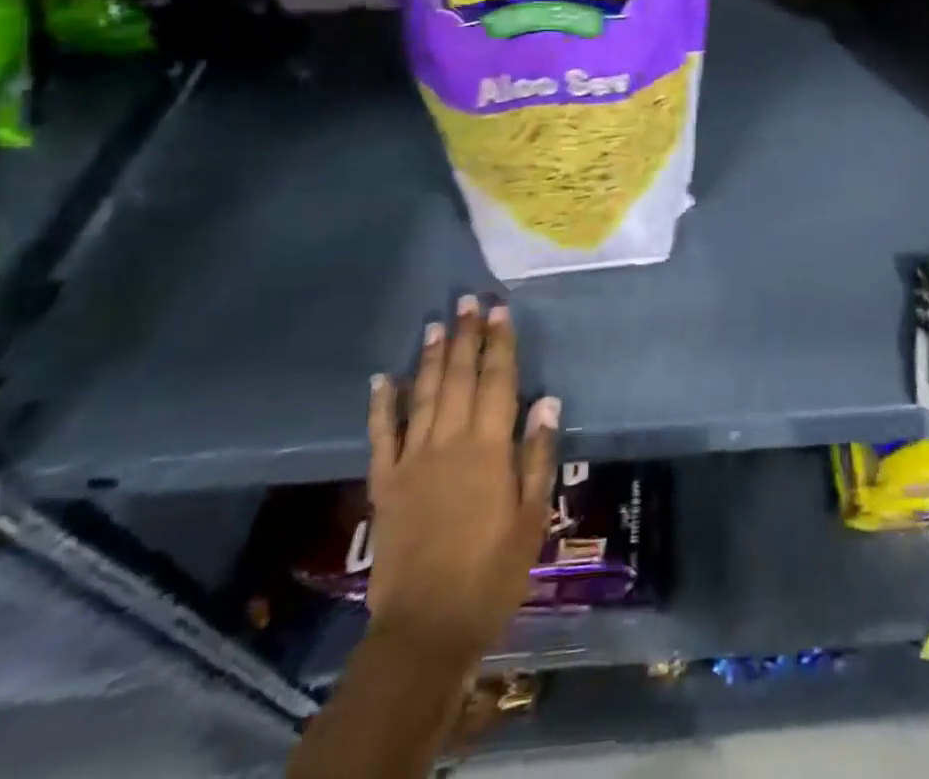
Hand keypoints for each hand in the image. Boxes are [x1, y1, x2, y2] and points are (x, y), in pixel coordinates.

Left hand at [365, 295, 559, 663]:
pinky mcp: (385, 482)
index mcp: (488, 448)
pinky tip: (382, 378)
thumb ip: (537, 457)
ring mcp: (412, 459)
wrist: (425, 627)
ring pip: (422, 395)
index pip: (497, 382)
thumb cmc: (491, 573)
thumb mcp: (531, 518)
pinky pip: (381, 434)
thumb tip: (547, 402)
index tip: (500, 311)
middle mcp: (449, 442)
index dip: (500, 344)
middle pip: (458, 377)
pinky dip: (381, 404)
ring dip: (429, 357)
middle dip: (465, 336)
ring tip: (436, 324)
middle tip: (468, 300)